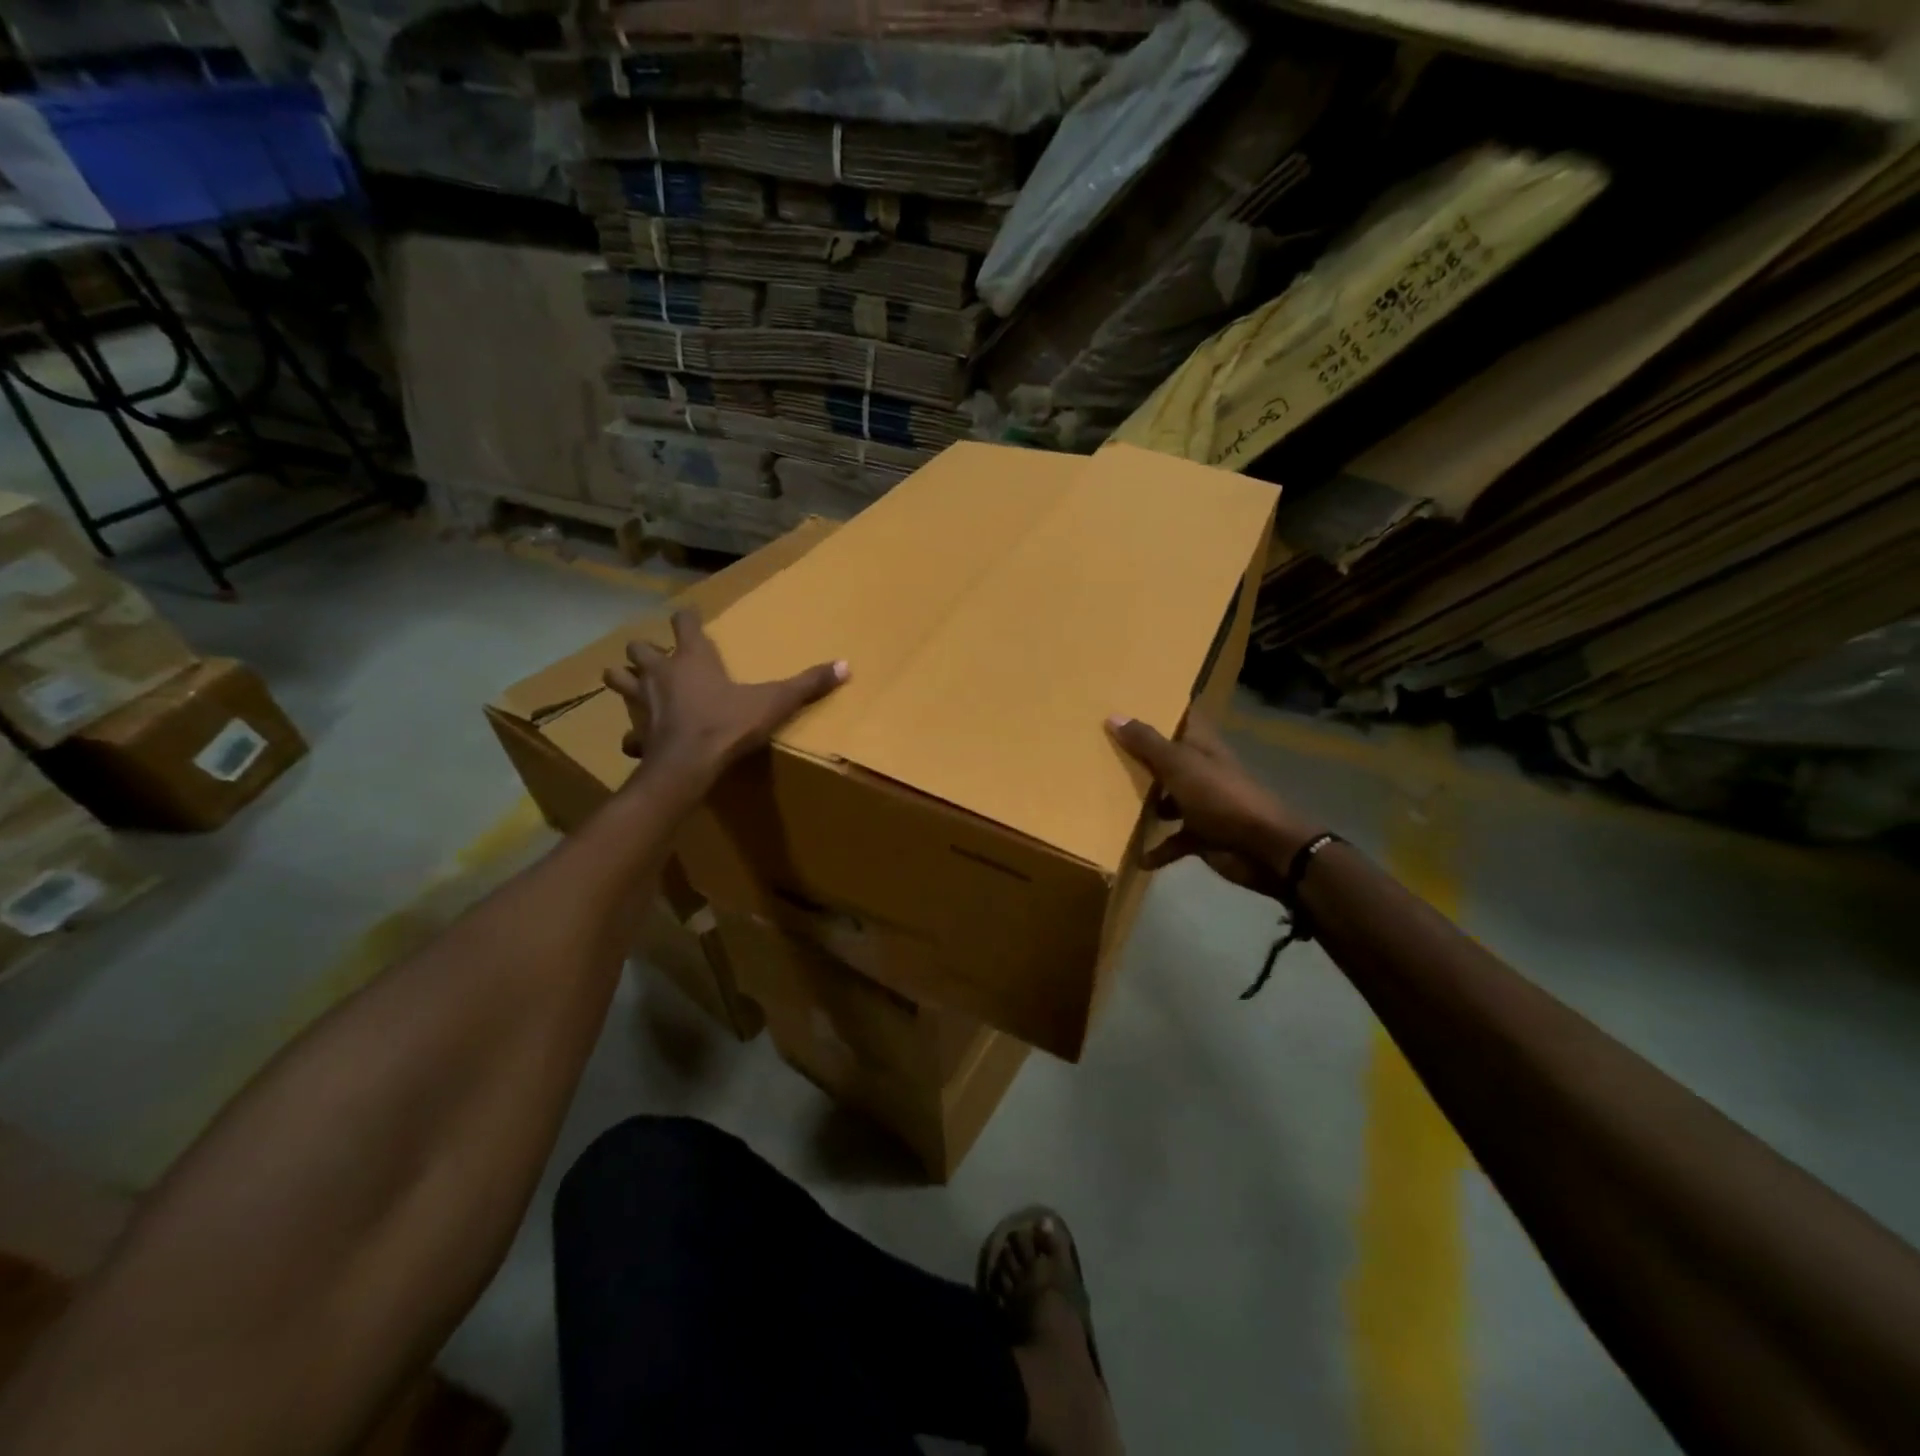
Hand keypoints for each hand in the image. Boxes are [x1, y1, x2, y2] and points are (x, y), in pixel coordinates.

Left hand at [605, 609, 847, 788]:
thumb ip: (808, 684)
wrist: (688, 765)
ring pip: (617, 681)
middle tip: (657, 658)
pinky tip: (641, 741)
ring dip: (623, 681)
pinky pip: (629, 733)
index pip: (682, 623)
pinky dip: (633, 734)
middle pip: (639, 649)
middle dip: (644, 651)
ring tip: (635, 687)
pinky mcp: (637, 734)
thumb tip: (846, 665)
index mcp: (692, 659)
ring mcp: (643, 704)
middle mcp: (661, 674)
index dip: (685, 618)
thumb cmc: (728, 725)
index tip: (689, 617)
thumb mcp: (774, 702)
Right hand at [1107, 712, 1318, 895]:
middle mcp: (1200, 771)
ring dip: (1146, 805)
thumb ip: (1146, 743)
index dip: (1161, 710)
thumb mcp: (1178, 765)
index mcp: (1200, 747)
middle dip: (1142, 758)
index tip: (1129, 703)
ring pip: (1168, 800)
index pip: (1182, 719)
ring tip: (1110, 803)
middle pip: (1168, 760)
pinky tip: (1138, 858)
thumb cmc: (1219, 796)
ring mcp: (1202, 804)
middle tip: (1104, 750)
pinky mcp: (1202, 835)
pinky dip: (1158, 850)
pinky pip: (1174, 841)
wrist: (1262, 847)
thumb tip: (1113, 716)